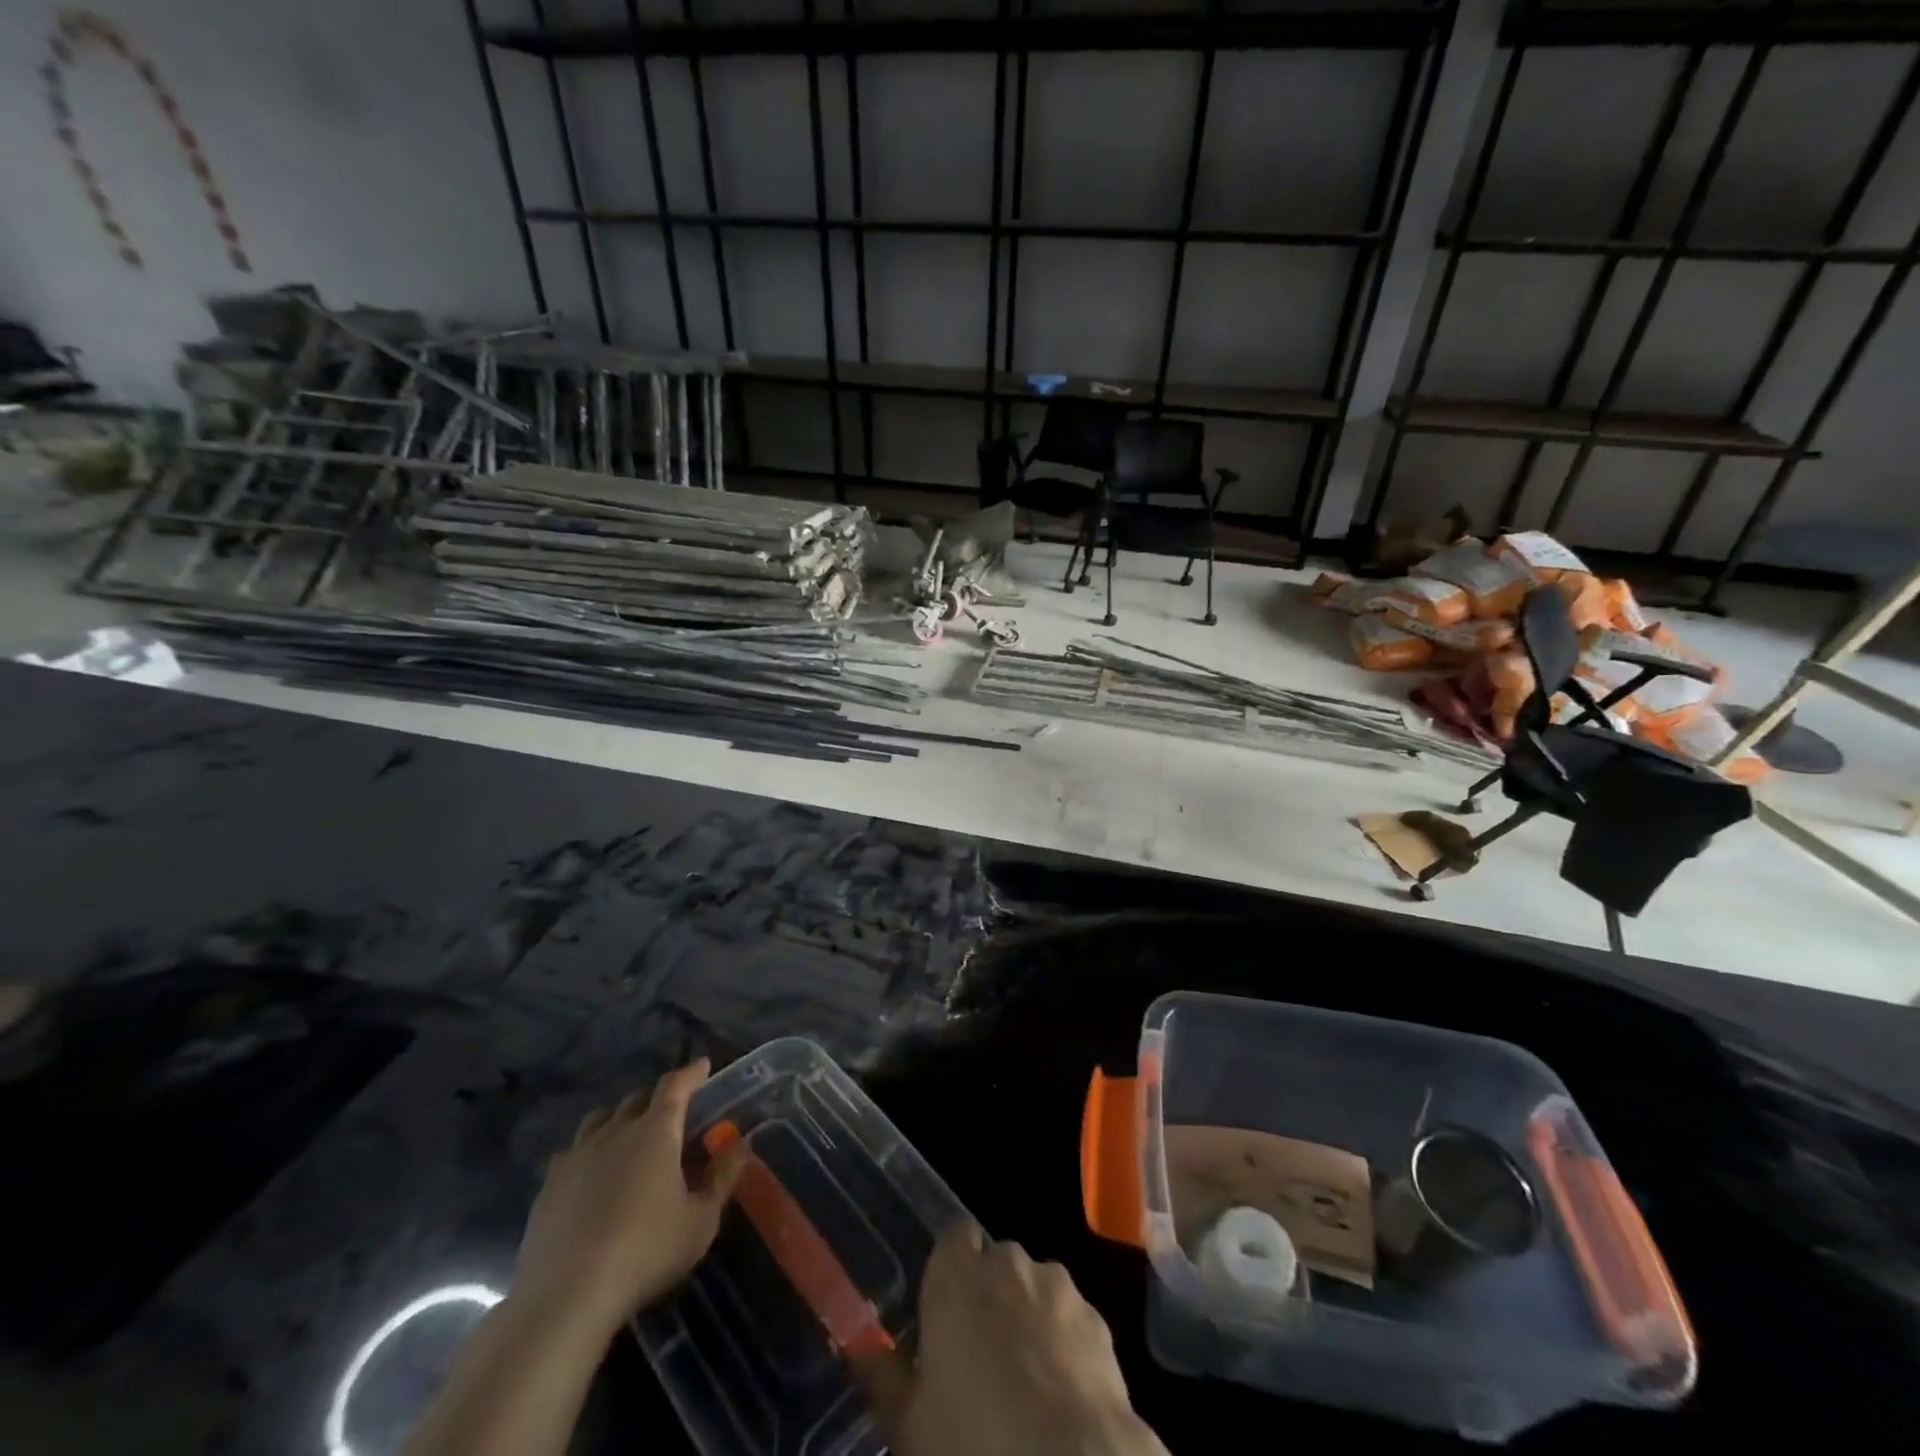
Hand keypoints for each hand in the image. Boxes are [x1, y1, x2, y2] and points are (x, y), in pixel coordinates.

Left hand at [510, 1058, 748, 1338]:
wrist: (565, 1298)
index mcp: (656, 1131)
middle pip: (638, 1099)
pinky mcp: (549, 1184)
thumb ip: (723, 1177)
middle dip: (658, 1100)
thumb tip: (740, 1144)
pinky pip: (574, 1151)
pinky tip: (594, 1177)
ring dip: (621, 1120)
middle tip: (672, 1116)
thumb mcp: (701, 1220)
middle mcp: (616, 1130)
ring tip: (630, 1139)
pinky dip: (591, 1151)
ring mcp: (577, 1155)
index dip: (692, 1073)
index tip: (704, 1066)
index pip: (676, 1085)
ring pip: (602, 1119)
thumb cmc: (646, 1252)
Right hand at [859, 1222, 1166, 1455]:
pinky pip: (1071, 1318)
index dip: (951, 1268)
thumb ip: (883, 1376)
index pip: (954, 1237)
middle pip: (997, 1262)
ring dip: (1029, 1314)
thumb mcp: (909, 1423)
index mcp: (956, 1276)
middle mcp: (1008, 1264)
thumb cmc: (973, 1442)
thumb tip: (859, 1347)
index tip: (946, 1308)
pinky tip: (1060, 1391)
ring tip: (1024, 1377)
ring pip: (1036, 1287)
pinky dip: (1064, 1341)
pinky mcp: (1097, 1319)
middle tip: (980, 1353)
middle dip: (991, 1293)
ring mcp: (1057, 1287)